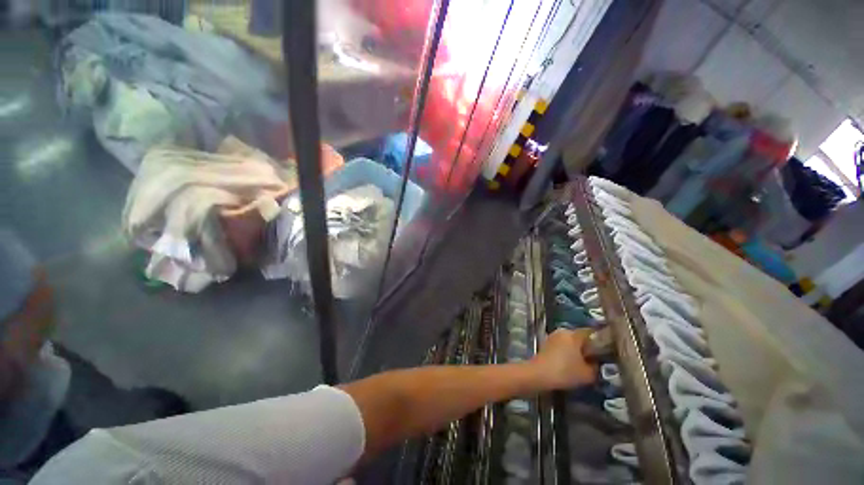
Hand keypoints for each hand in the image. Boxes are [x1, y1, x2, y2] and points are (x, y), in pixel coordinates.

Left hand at [530, 328, 597, 389]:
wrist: (539, 374)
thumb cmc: (565, 372)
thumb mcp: (588, 374)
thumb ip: (596, 367)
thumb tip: (597, 363)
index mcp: (574, 334)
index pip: (592, 333)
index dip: (601, 341)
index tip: (607, 351)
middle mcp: (563, 331)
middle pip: (580, 337)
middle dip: (588, 347)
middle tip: (596, 360)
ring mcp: (553, 336)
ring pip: (570, 341)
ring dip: (576, 350)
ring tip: (583, 364)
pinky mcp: (546, 343)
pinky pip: (561, 345)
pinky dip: (567, 352)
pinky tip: (570, 364)